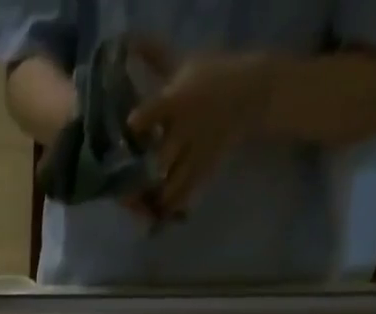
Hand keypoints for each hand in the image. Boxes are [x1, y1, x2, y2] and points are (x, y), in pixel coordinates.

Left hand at [128, 48, 275, 213]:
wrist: (254, 93)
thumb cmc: (213, 76)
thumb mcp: (186, 64)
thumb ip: (155, 58)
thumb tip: (129, 41)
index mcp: (178, 100)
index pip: (155, 111)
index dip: (140, 122)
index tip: (129, 128)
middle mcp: (186, 129)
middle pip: (160, 159)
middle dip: (141, 176)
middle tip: (121, 190)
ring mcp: (197, 152)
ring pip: (171, 183)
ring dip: (154, 197)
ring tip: (138, 206)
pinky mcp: (205, 169)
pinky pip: (186, 194)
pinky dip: (172, 205)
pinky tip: (159, 212)